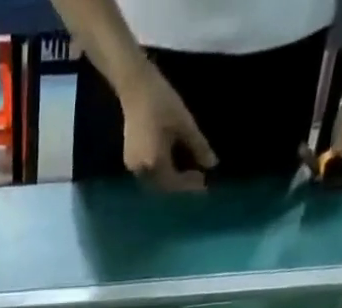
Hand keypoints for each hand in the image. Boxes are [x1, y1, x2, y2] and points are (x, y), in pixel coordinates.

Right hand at [117, 60, 217, 190]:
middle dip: (180, 184)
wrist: (135, 87)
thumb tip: (211, 164)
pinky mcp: (130, 161)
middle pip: (164, 186)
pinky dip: (161, 173)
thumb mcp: (185, 123)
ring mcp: (134, 167)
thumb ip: (198, 146)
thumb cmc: (162, 101)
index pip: (175, 182)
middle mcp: (142, 171)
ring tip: (186, 173)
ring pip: (156, 181)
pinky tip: (171, 165)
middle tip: (196, 178)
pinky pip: (148, 174)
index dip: (190, 184)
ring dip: (171, 180)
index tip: (205, 183)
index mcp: (155, 163)